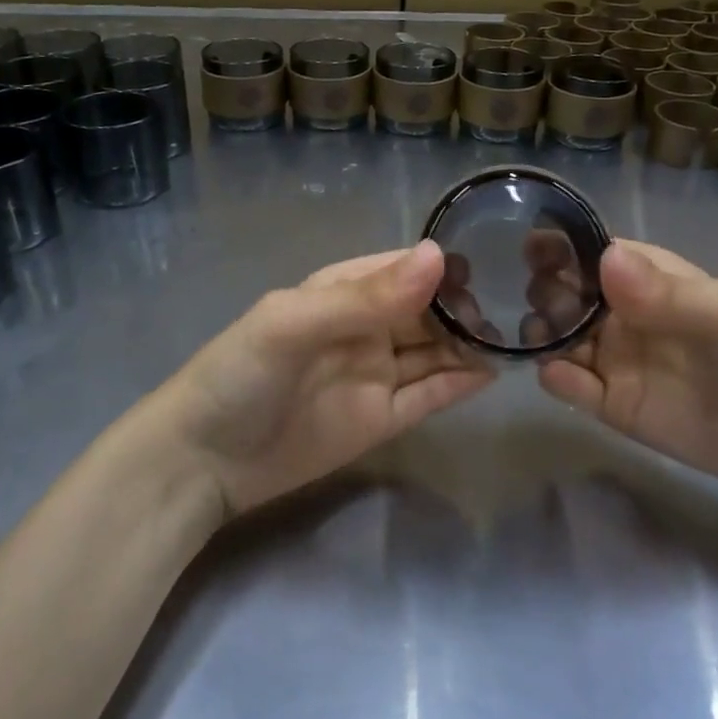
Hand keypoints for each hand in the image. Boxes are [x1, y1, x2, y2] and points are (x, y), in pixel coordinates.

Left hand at [156, 241, 493, 515]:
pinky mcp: (382, 419)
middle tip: (509, 311)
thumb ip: (366, 297)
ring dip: (468, 344)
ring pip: (434, 351)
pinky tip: (491, 373)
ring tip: (513, 338)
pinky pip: (428, 394)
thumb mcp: (294, 324)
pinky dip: (458, 384)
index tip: (491, 269)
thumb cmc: (239, 375)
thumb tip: (438, 256)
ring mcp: (375, 374)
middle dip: (464, 308)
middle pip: (426, 310)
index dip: (444, 268)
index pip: (403, 269)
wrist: (203, 461)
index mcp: (341, 291)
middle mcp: (364, 327)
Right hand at [536, 239, 717, 494]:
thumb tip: (605, 257)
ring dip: (542, 331)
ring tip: (547, 337)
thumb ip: (668, 292)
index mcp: (651, 279)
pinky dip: (555, 377)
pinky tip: (560, 375)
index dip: (562, 247)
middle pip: (566, 291)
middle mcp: (624, 314)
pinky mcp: (612, 406)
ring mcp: (615, 360)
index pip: (593, 252)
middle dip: (547, 289)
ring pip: (558, 336)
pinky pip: (570, 386)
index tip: (534, 248)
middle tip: (550, 301)